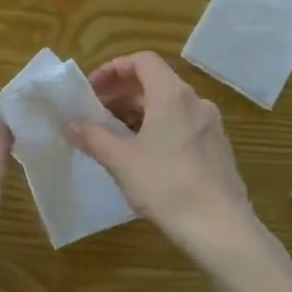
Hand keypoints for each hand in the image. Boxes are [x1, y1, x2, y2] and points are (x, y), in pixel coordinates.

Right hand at [70, 52, 286, 280]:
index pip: (142, 61)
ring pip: (168, 106)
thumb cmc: (167, 186)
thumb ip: (93, 137)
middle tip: (95, 114)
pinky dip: (158, 129)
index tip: (91, 90)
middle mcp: (195, 103)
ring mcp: (210, 126)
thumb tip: (70, 124)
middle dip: (121, 94)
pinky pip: (182, 126)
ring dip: (138, 113)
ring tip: (114, 136)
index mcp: (172, 96)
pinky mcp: (217, 150)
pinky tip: (143, 157)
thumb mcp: (121, 161)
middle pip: (154, 83)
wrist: (221, 229)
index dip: (113, 69)